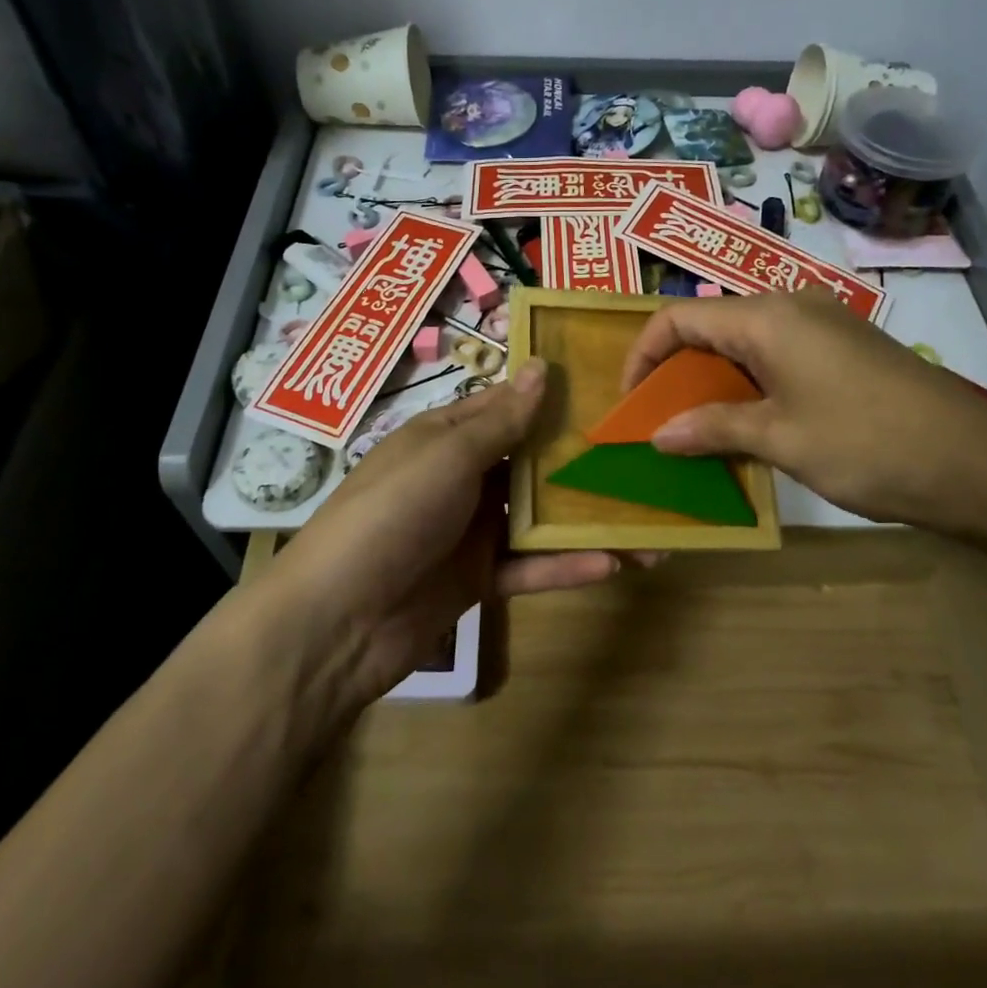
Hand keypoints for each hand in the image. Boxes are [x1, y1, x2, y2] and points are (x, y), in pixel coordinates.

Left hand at [267, 359, 618, 708]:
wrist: (338, 620)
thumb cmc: (393, 513)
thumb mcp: (447, 456)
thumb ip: (501, 420)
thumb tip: (542, 367)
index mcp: (445, 438)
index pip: (506, 408)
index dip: (551, 399)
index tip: (609, 391)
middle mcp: (461, 479)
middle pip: (530, 464)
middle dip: (581, 463)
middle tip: (642, 457)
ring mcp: (470, 531)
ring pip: (538, 519)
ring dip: (587, 522)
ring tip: (648, 526)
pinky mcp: (478, 580)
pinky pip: (530, 567)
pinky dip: (566, 566)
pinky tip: (613, 564)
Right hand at [621, 290, 986, 533]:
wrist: (974, 463)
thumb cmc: (866, 444)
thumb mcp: (780, 438)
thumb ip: (713, 428)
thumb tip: (658, 435)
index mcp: (767, 317)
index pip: (679, 318)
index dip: (644, 356)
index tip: (631, 402)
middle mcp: (791, 305)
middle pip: (711, 326)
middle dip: (677, 371)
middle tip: (662, 420)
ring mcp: (824, 323)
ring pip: (745, 342)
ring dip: (714, 380)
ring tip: (700, 428)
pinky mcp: (846, 347)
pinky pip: (778, 354)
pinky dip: (750, 383)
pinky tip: (751, 422)